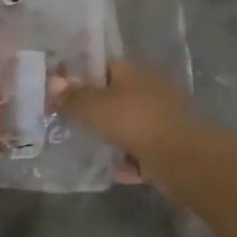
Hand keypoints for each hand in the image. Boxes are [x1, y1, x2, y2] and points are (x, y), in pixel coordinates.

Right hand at [51, 60, 204, 191]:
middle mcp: (148, 87)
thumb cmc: (134, 121)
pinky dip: (126, 158)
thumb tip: (54, 81)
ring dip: (110, 136)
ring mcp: (160, 116)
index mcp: (132, 70)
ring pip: (127, 124)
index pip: (102, 67)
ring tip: (84, 148)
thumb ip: (73, 97)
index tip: (61, 95)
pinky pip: (139, 149)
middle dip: (94, 110)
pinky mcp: (167, 143)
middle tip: (68, 124)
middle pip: (114, 96)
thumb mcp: (94, 108)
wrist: (181, 157)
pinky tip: (110, 170)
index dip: (81, 79)